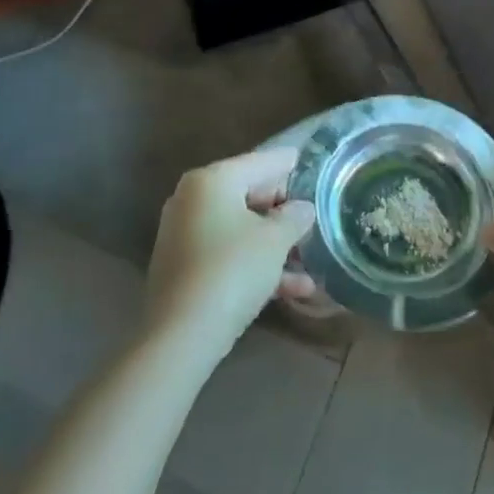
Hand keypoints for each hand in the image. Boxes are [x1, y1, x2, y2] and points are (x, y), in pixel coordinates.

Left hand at [144, 149, 317, 360]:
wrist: (181, 335)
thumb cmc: (232, 270)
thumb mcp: (274, 240)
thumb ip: (293, 218)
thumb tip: (302, 208)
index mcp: (211, 180)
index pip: (259, 162)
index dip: (286, 162)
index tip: (305, 158)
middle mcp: (192, 199)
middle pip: (247, 194)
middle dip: (282, 210)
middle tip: (312, 214)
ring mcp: (184, 234)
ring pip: (240, 229)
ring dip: (275, 245)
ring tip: (311, 260)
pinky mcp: (184, 267)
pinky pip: (227, 254)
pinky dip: (255, 264)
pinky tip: (294, 289)